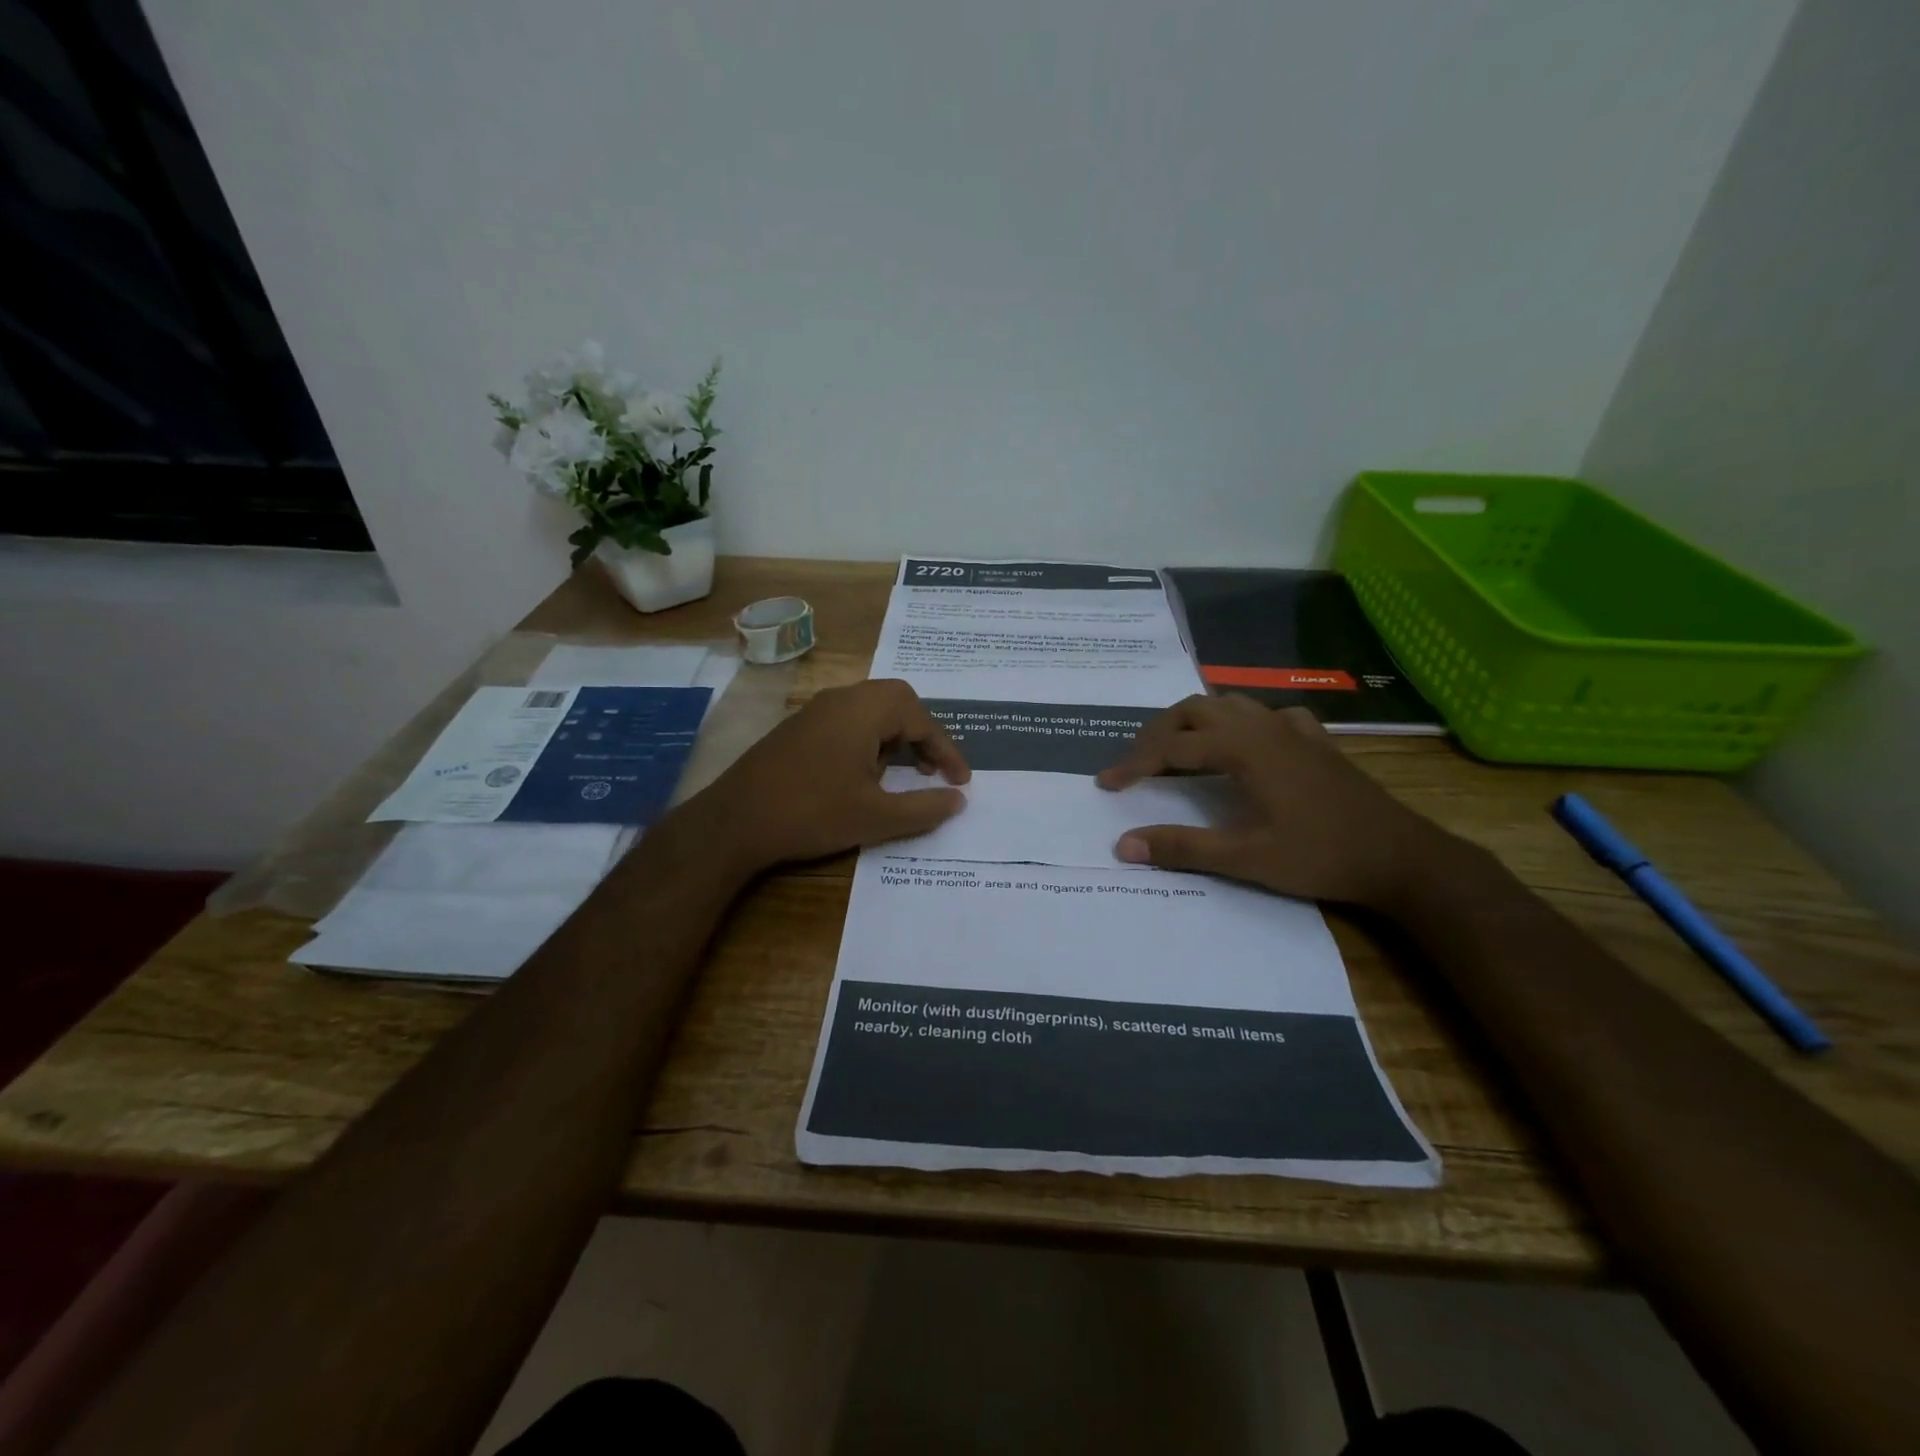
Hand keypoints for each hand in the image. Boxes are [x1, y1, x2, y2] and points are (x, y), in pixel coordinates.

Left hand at [688, 679, 969, 874]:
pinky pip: (846, 721)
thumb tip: (958, 800)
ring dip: (894, 736)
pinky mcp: (797, 728)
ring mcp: (815, 711)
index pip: (921, 720)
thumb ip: (924, 807)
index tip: (961, 781)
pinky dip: (867, 740)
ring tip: (900, 775)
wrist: (734, 821)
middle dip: (921, 735)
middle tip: (931, 769)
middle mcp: (841, 699)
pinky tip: (861, 775)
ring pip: (870, 710)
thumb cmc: (812, 813)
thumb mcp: (876, 817)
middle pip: (896, 702)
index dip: (946, 751)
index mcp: (864, 710)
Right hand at [1095, 695, 1448, 908]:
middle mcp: (1264, 727)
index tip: (1106, 783)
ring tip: (1177, 750)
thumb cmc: (1321, 856)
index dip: (1135, 763)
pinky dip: (1242, 723)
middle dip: (1158, 733)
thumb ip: (1183, 847)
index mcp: (1244, 749)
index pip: (1173, 747)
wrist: (1401, 857)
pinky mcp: (1316, 741)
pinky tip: (1245, 745)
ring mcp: (1294, 730)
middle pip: (1195, 709)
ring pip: (1230, 705)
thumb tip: (1123, 844)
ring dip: (1195, 721)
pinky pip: (1268, 716)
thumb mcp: (1246, 859)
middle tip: (1137, 763)